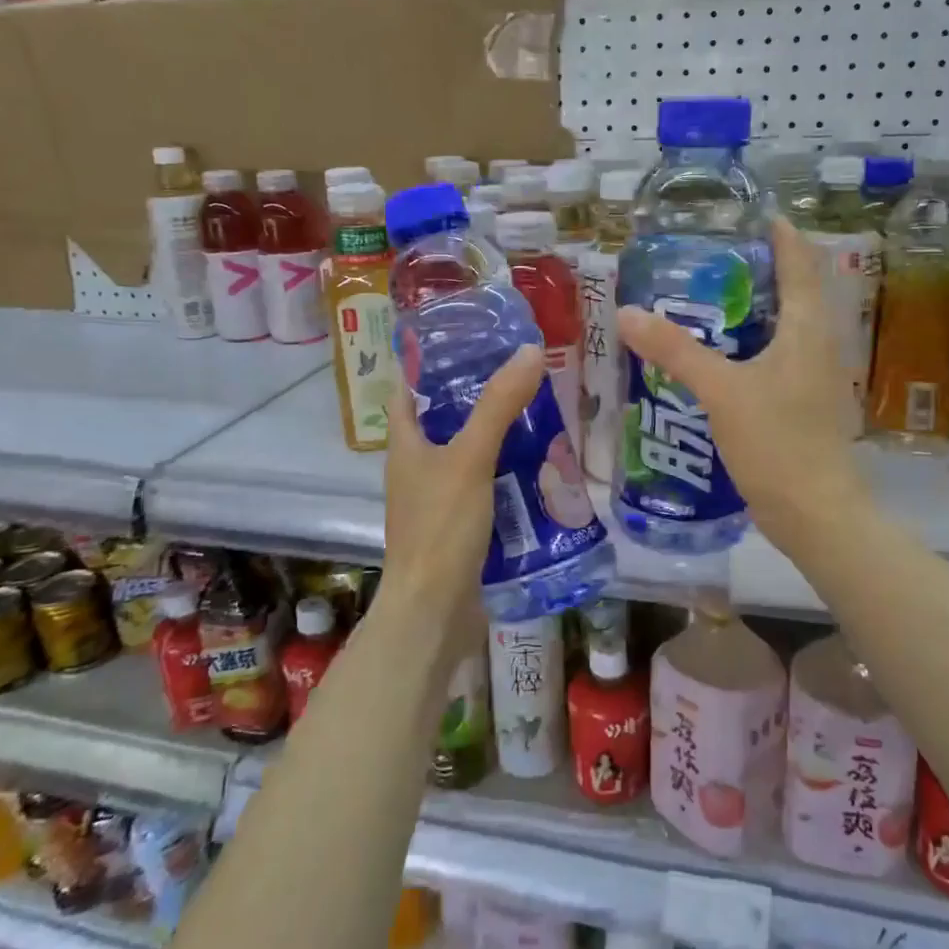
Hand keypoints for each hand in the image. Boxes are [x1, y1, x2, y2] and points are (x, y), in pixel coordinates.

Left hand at [380, 346, 544, 632]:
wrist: (434, 612)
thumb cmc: (440, 528)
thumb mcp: (470, 459)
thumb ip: (498, 406)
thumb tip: (528, 351)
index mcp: (405, 443)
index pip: (408, 386)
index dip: (429, 359)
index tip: (468, 336)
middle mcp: (417, 466)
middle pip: (445, 418)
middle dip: (479, 395)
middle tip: (521, 371)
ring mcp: (438, 498)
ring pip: (470, 453)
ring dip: (500, 435)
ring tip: (541, 411)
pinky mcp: (460, 525)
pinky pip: (486, 486)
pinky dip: (509, 473)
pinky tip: (542, 466)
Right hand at [616, 217, 865, 554]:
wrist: (815, 513)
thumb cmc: (777, 442)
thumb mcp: (721, 391)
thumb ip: (675, 351)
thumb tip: (627, 313)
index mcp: (808, 330)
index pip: (801, 264)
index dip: (782, 235)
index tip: (752, 214)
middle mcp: (818, 345)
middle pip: (795, 291)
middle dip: (760, 269)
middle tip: (712, 258)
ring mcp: (813, 378)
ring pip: (785, 327)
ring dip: (754, 309)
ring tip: (707, 300)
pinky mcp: (801, 404)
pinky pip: (776, 358)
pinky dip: (749, 345)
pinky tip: (717, 356)